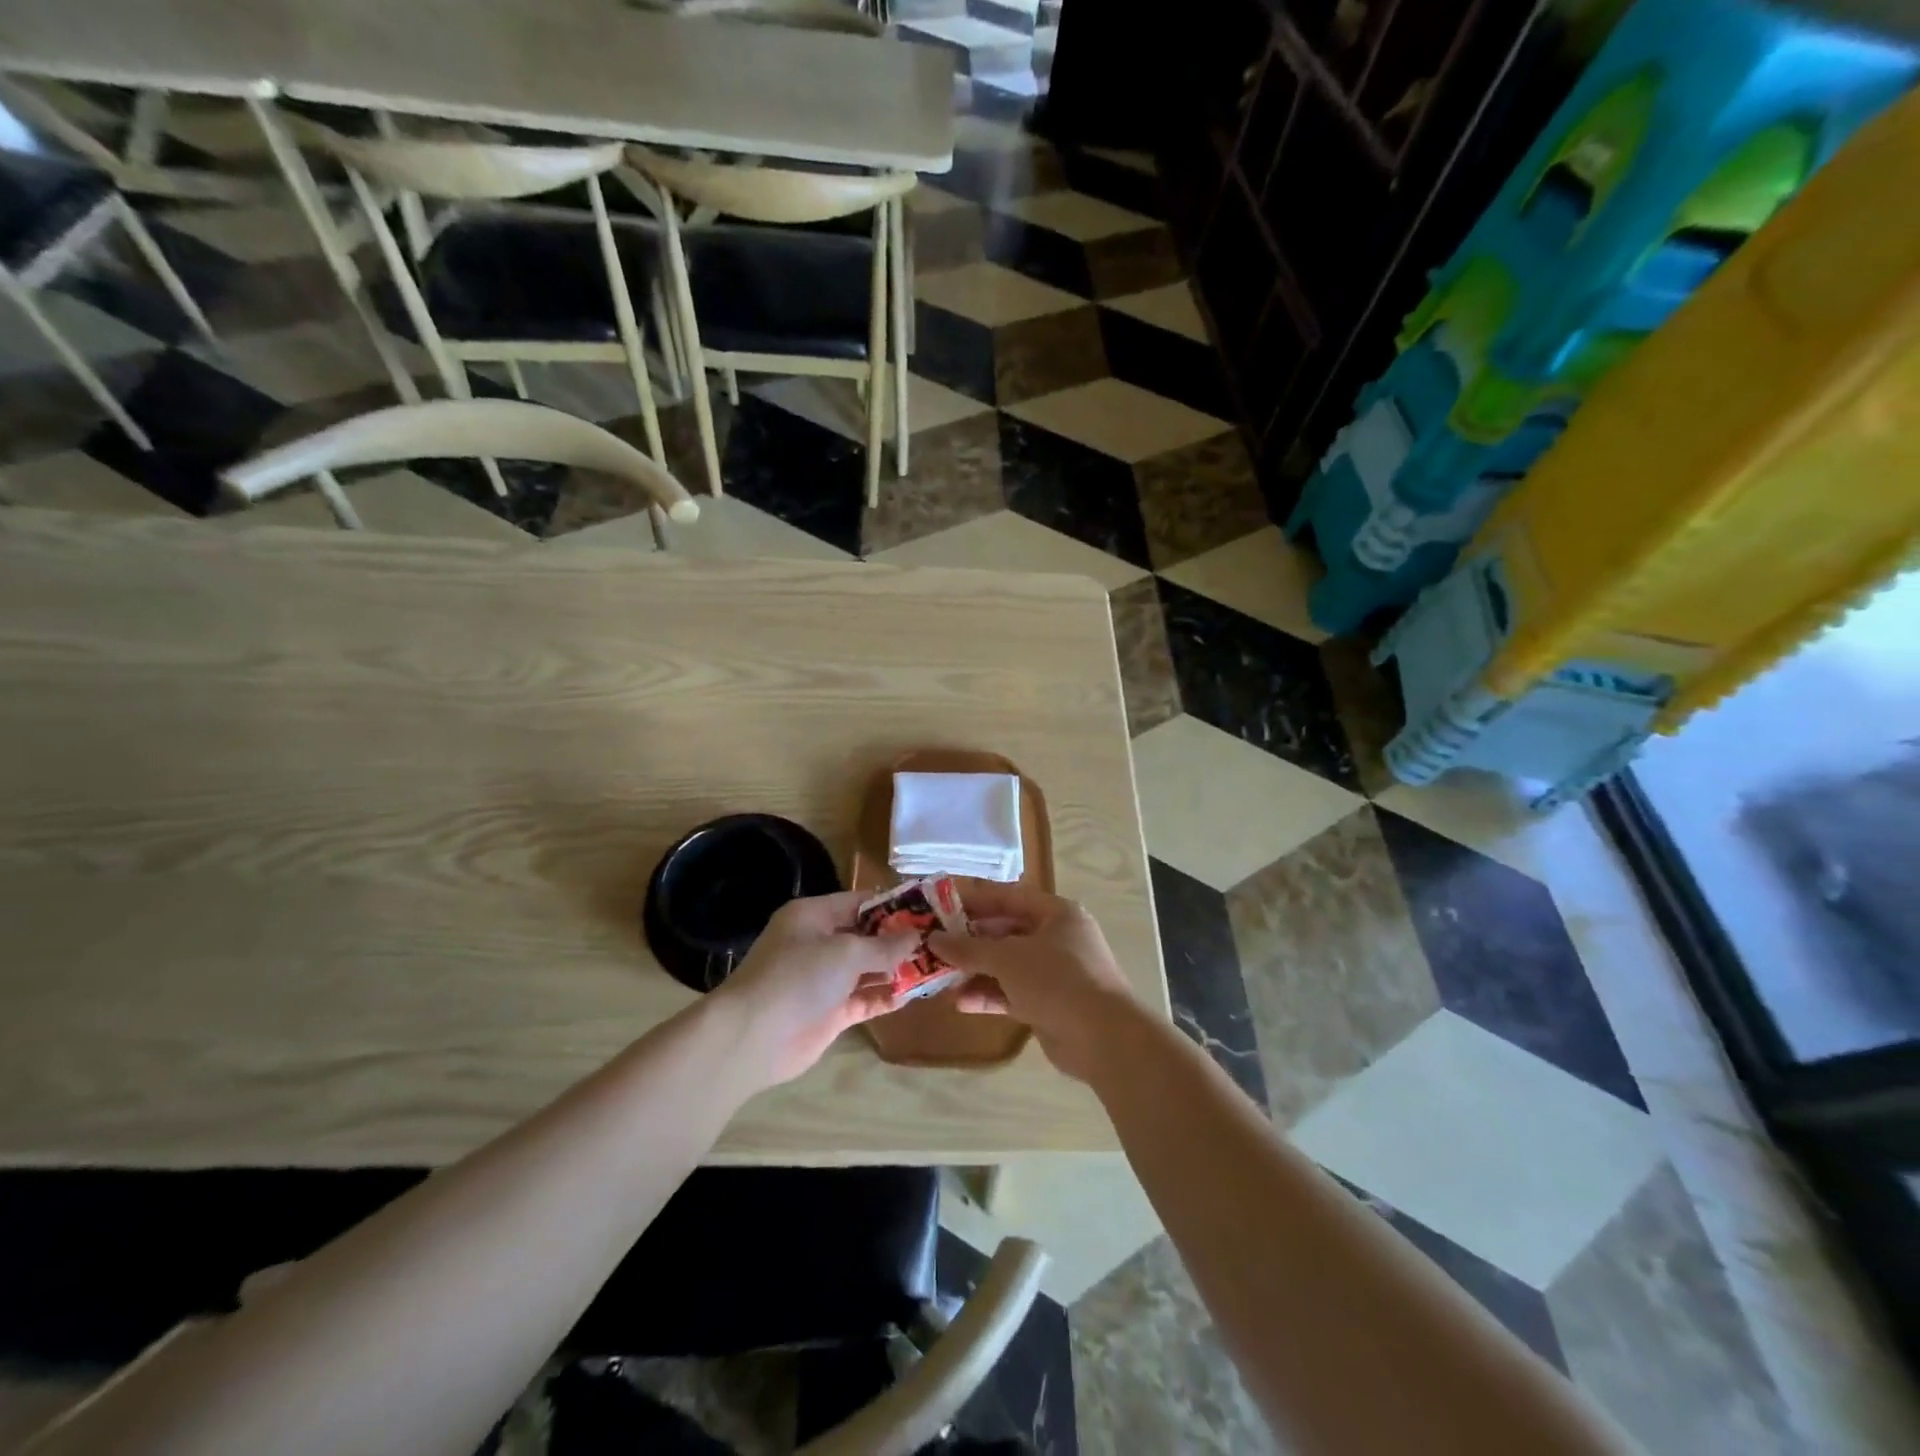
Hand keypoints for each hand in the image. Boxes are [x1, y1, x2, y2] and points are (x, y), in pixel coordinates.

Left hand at [710, 891, 919, 1088]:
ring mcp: (823, 980)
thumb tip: (916, 936)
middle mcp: (818, 943)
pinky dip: (884, 997)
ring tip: (934, 968)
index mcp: (814, 916)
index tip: (928, 910)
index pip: (860, 902)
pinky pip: (863, 999)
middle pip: (866, 936)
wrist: (753, 1037)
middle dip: (899, 940)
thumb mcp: (846, 952)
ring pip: (867, 969)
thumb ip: (884, 946)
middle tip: (939, 942)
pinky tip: (912, 996)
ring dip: (896, 970)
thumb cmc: (798, 977)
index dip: (894, 905)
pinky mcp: (828, 1012)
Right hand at [928, 883, 1139, 1082]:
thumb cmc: (1056, 979)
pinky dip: (989, 995)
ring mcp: (1054, 973)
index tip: (940, 904)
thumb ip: (969, 949)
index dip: (974, 900)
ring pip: (1007, 966)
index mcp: (1056, 913)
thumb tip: (933, 940)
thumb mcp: (1008, 958)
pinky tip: (960, 1002)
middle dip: (970, 941)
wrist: (1103, 1037)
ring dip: (976, 971)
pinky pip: (1012, 993)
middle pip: (1005, 932)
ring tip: (940, 976)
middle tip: (934, 944)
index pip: (1008, 898)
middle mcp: (1057, 938)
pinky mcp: (1049, 1004)